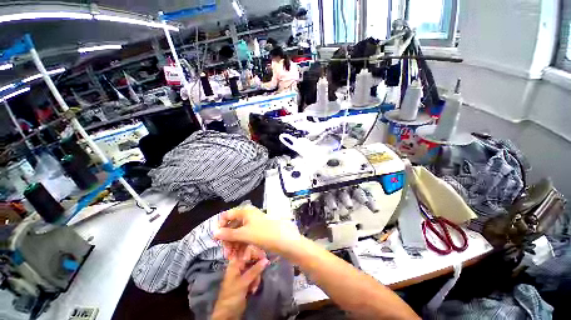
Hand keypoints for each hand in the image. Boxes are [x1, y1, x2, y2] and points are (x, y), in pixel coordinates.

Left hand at [211, 257, 268, 319]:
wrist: (228, 314)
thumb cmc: (232, 296)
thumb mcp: (243, 282)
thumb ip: (255, 270)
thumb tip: (266, 259)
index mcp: (235, 262)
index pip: (248, 251)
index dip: (256, 252)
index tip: (264, 256)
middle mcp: (239, 265)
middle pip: (253, 259)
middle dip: (257, 267)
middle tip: (259, 274)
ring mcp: (243, 273)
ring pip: (255, 267)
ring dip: (257, 277)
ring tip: (254, 286)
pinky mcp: (247, 280)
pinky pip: (255, 275)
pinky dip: (256, 282)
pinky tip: (253, 290)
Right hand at [214, 205, 303, 256]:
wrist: (285, 241)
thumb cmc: (264, 234)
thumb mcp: (245, 234)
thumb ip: (229, 234)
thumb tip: (214, 233)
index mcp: (245, 211)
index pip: (228, 215)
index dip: (221, 225)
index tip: (217, 239)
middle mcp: (249, 216)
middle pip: (233, 226)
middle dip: (228, 240)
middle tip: (226, 254)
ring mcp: (253, 224)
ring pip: (239, 233)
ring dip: (234, 245)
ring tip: (233, 259)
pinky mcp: (258, 232)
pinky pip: (246, 237)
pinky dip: (242, 246)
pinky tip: (240, 257)